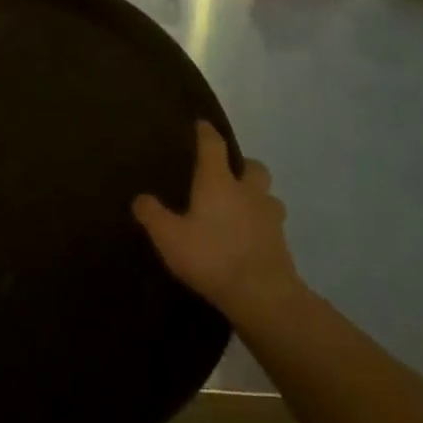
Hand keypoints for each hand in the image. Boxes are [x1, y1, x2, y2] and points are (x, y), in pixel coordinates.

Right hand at [133, 121, 303, 322]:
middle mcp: (247, 192)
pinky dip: (262, 227)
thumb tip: (140, 198)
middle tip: (229, 174)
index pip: (213, 145)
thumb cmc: (212, 257)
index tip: (202, 124)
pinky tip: (250, 240)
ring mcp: (270, 218)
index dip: (206, 132)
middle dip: (243, 165)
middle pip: (254, 167)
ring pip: (269, 196)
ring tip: (242, 209)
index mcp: (218, 182)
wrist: (264, 297)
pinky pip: (273, 226)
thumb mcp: (170, 237)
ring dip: (258, 197)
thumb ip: (153, 215)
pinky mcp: (283, 245)